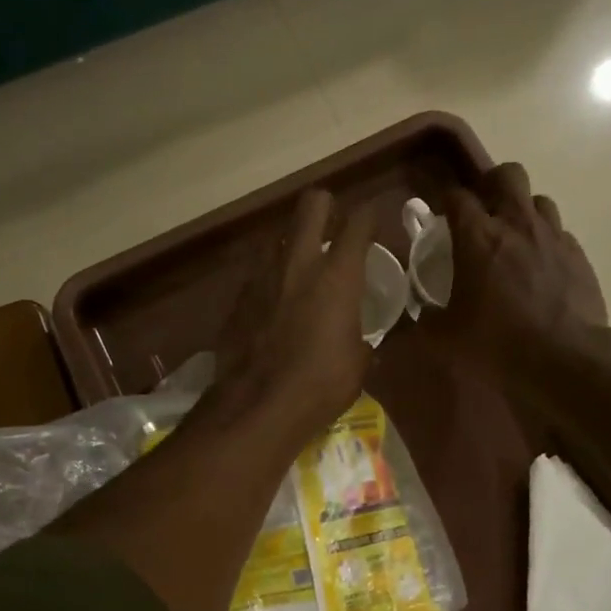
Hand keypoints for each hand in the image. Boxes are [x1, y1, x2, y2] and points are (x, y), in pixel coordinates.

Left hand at [208, 188, 377, 443]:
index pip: (359, 222)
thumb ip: (358, 337)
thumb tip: (357, 340)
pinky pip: (258, 273)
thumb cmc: (321, 384)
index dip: (368, 216)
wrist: (257, 405)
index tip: (372, 220)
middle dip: (325, 206)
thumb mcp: (357, 363)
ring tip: (300, 266)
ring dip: (292, 244)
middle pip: (311, 205)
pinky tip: (274, 303)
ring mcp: (263, 276)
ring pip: (278, 236)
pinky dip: (270, 279)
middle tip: (332, 222)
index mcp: (338, 275)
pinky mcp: (238, 297)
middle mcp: (299, 262)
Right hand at [427, 163, 608, 378]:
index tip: (439, 213)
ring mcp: (553, 237)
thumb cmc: (497, 343)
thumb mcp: (445, 338)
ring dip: (523, 210)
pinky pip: (559, 232)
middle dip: (492, 184)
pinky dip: (546, 240)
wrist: (565, 359)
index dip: (446, 199)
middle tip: (482, 211)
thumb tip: (424, 313)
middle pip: (508, 174)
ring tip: (514, 237)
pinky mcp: (579, 255)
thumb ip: (427, 320)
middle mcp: (517, 225)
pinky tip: (540, 265)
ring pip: (538, 199)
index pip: (457, 195)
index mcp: (477, 237)